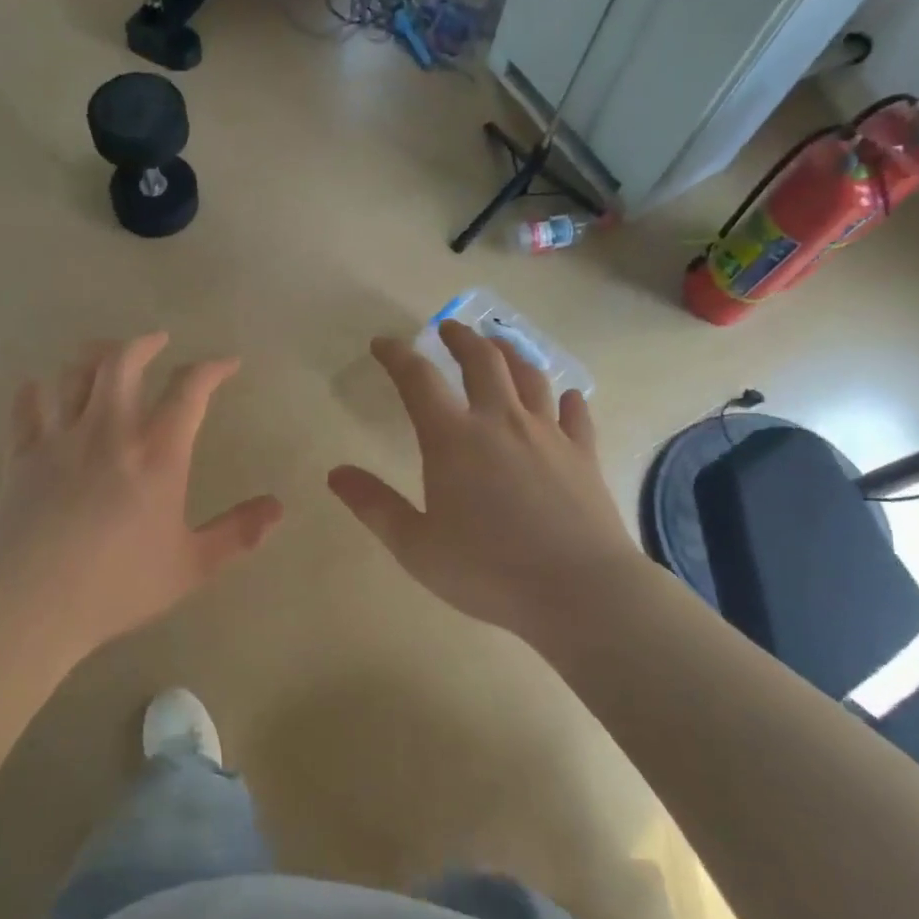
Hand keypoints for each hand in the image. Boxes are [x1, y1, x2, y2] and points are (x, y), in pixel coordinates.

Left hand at [0, 334, 284, 661]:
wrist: (31, 603)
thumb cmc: (119, 585)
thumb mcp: (192, 565)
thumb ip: (238, 533)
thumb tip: (278, 507)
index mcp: (157, 454)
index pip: (189, 390)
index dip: (211, 368)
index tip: (227, 363)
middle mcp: (109, 431)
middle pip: (122, 361)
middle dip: (143, 343)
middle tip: (157, 341)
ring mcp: (61, 439)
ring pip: (73, 374)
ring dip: (91, 357)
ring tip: (104, 358)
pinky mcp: (23, 455)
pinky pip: (26, 407)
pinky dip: (34, 392)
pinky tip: (39, 390)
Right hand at [328, 322, 638, 637]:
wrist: (579, 591)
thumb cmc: (487, 570)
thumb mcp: (415, 546)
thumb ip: (374, 505)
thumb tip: (335, 473)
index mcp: (453, 439)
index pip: (418, 380)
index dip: (397, 356)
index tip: (383, 343)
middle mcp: (501, 421)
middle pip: (482, 360)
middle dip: (461, 337)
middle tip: (449, 327)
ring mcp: (548, 434)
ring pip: (530, 375)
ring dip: (510, 352)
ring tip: (499, 344)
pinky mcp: (583, 454)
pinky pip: (575, 413)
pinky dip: (567, 398)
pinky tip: (566, 396)